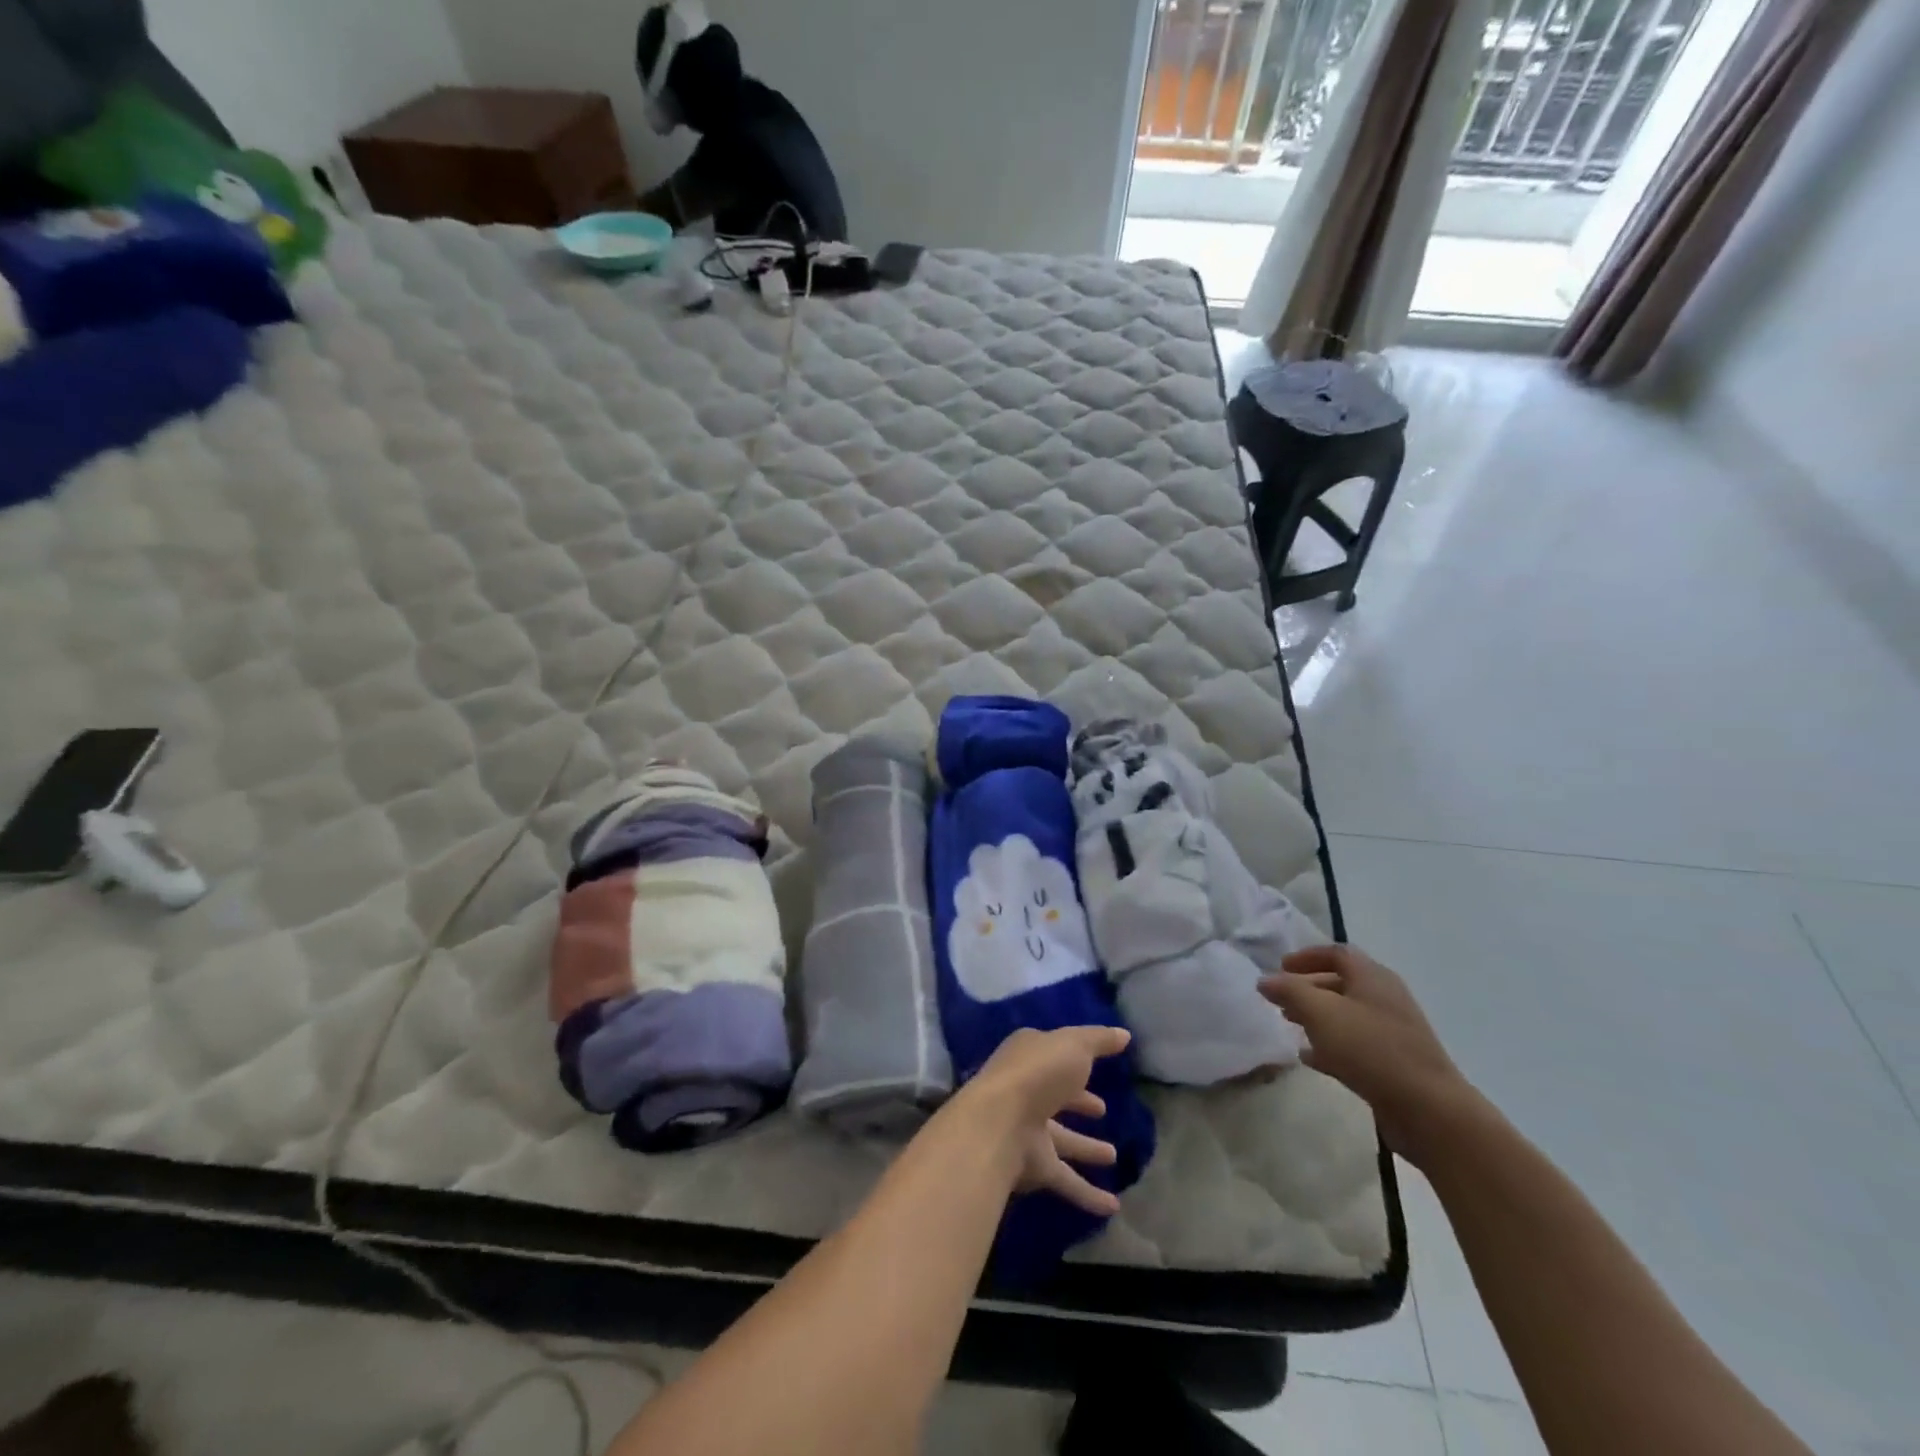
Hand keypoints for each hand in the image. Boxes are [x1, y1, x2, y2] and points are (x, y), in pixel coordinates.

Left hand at [961, 1026, 1130, 1218]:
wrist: (998, 1123)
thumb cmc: (1037, 1073)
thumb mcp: (1074, 1044)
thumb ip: (1099, 1040)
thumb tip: (1124, 1034)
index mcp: (1029, 1057)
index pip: (1053, 1055)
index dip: (1075, 1061)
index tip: (1095, 1068)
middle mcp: (1025, 1092)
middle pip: (1055, 1098)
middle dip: (1078, 1102)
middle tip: (1102, 1110)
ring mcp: (1027, 1130)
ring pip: (1062, 1140)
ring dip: (1086, 1148)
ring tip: (1114, 1156)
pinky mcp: (1032, 1165)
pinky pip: (1065, 1180)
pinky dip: (1088, 1194)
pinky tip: (1113, 1207)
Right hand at [1261, 945, 1478, 1163]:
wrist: (1429, 1110)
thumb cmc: (1371, 1049)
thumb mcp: (1321, 1013)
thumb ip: (1290, 991)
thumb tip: (1264, 980)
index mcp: (1373, 977)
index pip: (1337, 953)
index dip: (1307, 956)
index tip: (1281, 967)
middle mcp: (1385, 998)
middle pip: (1341, 983)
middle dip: (1308, 988)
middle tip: (1280, 1000)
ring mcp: (1393, 1032)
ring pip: (1347, 1015)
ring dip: (1317, 1017)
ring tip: (1290, 1025)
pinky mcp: (1395, 1063)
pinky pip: (1356, 1044)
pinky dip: (1330, 1044)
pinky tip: (1310, 1058)